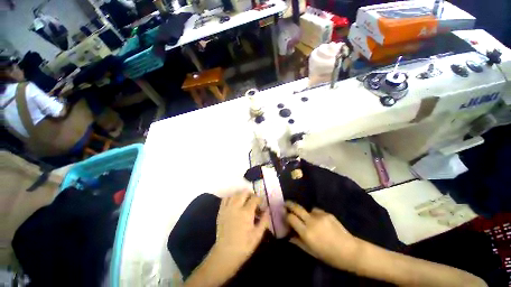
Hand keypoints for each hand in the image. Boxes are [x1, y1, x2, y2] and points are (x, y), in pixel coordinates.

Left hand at [213, 192, 269, 268]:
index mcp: (246, 212)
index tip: (261, 203)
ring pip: (235, 194)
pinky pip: (226, 198)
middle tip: (253, 200)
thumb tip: (267, 210)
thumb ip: (264, 221)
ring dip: (241, 195)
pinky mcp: (221, 211)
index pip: (255, 198)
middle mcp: (236, 206)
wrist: (225, 254)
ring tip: (244, 200)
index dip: (259, 199)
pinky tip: (234, 202)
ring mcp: (227, 208)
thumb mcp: (258, 235)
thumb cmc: (244, 246)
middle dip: (251, 194)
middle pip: (244, 192)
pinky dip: (231, 197)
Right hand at [285, 201, 359, 270]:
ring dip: (305, 213)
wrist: (350, 251)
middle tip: (285, 203)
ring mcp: (320, 215)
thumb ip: (298, 242)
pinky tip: (319, 221)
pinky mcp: (327, 213)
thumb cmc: (329, 255)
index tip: (283, 214)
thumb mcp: (311, 251)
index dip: (286, 215)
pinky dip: (314, 214)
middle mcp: (311, 221)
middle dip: (289, 204)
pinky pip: (316, 211)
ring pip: (307, 209)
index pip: (291, 218)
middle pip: (296, 207)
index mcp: (306, 233)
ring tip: (308, 219)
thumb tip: (288, 235)